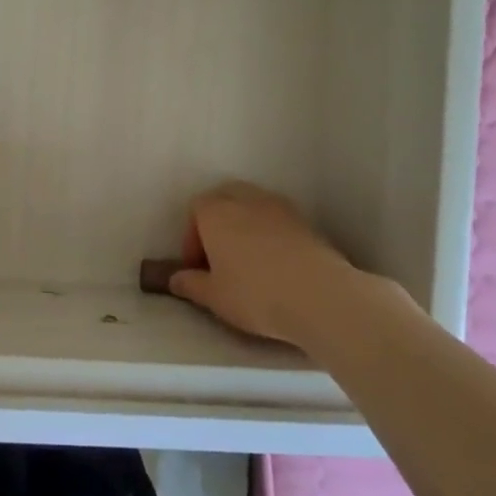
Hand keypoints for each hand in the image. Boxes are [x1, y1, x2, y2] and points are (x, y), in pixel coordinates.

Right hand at [166, 181, 388, 345]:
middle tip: (219, 256)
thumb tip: (175, 278)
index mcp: (215, 212)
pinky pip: (277, 219)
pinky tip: (275, 263)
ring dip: (245, 225)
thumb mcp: (214, 297)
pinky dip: (270, 233)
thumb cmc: (255, 294)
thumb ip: (190, 284)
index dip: (192, 237)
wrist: (320, 296)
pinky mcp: (305, 221)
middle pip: (224, 198)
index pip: (195, 209)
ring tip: (248, 259)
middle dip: (218, 222)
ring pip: (252, 205)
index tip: (197, 267)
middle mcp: (245, 199)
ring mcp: (278, 207)